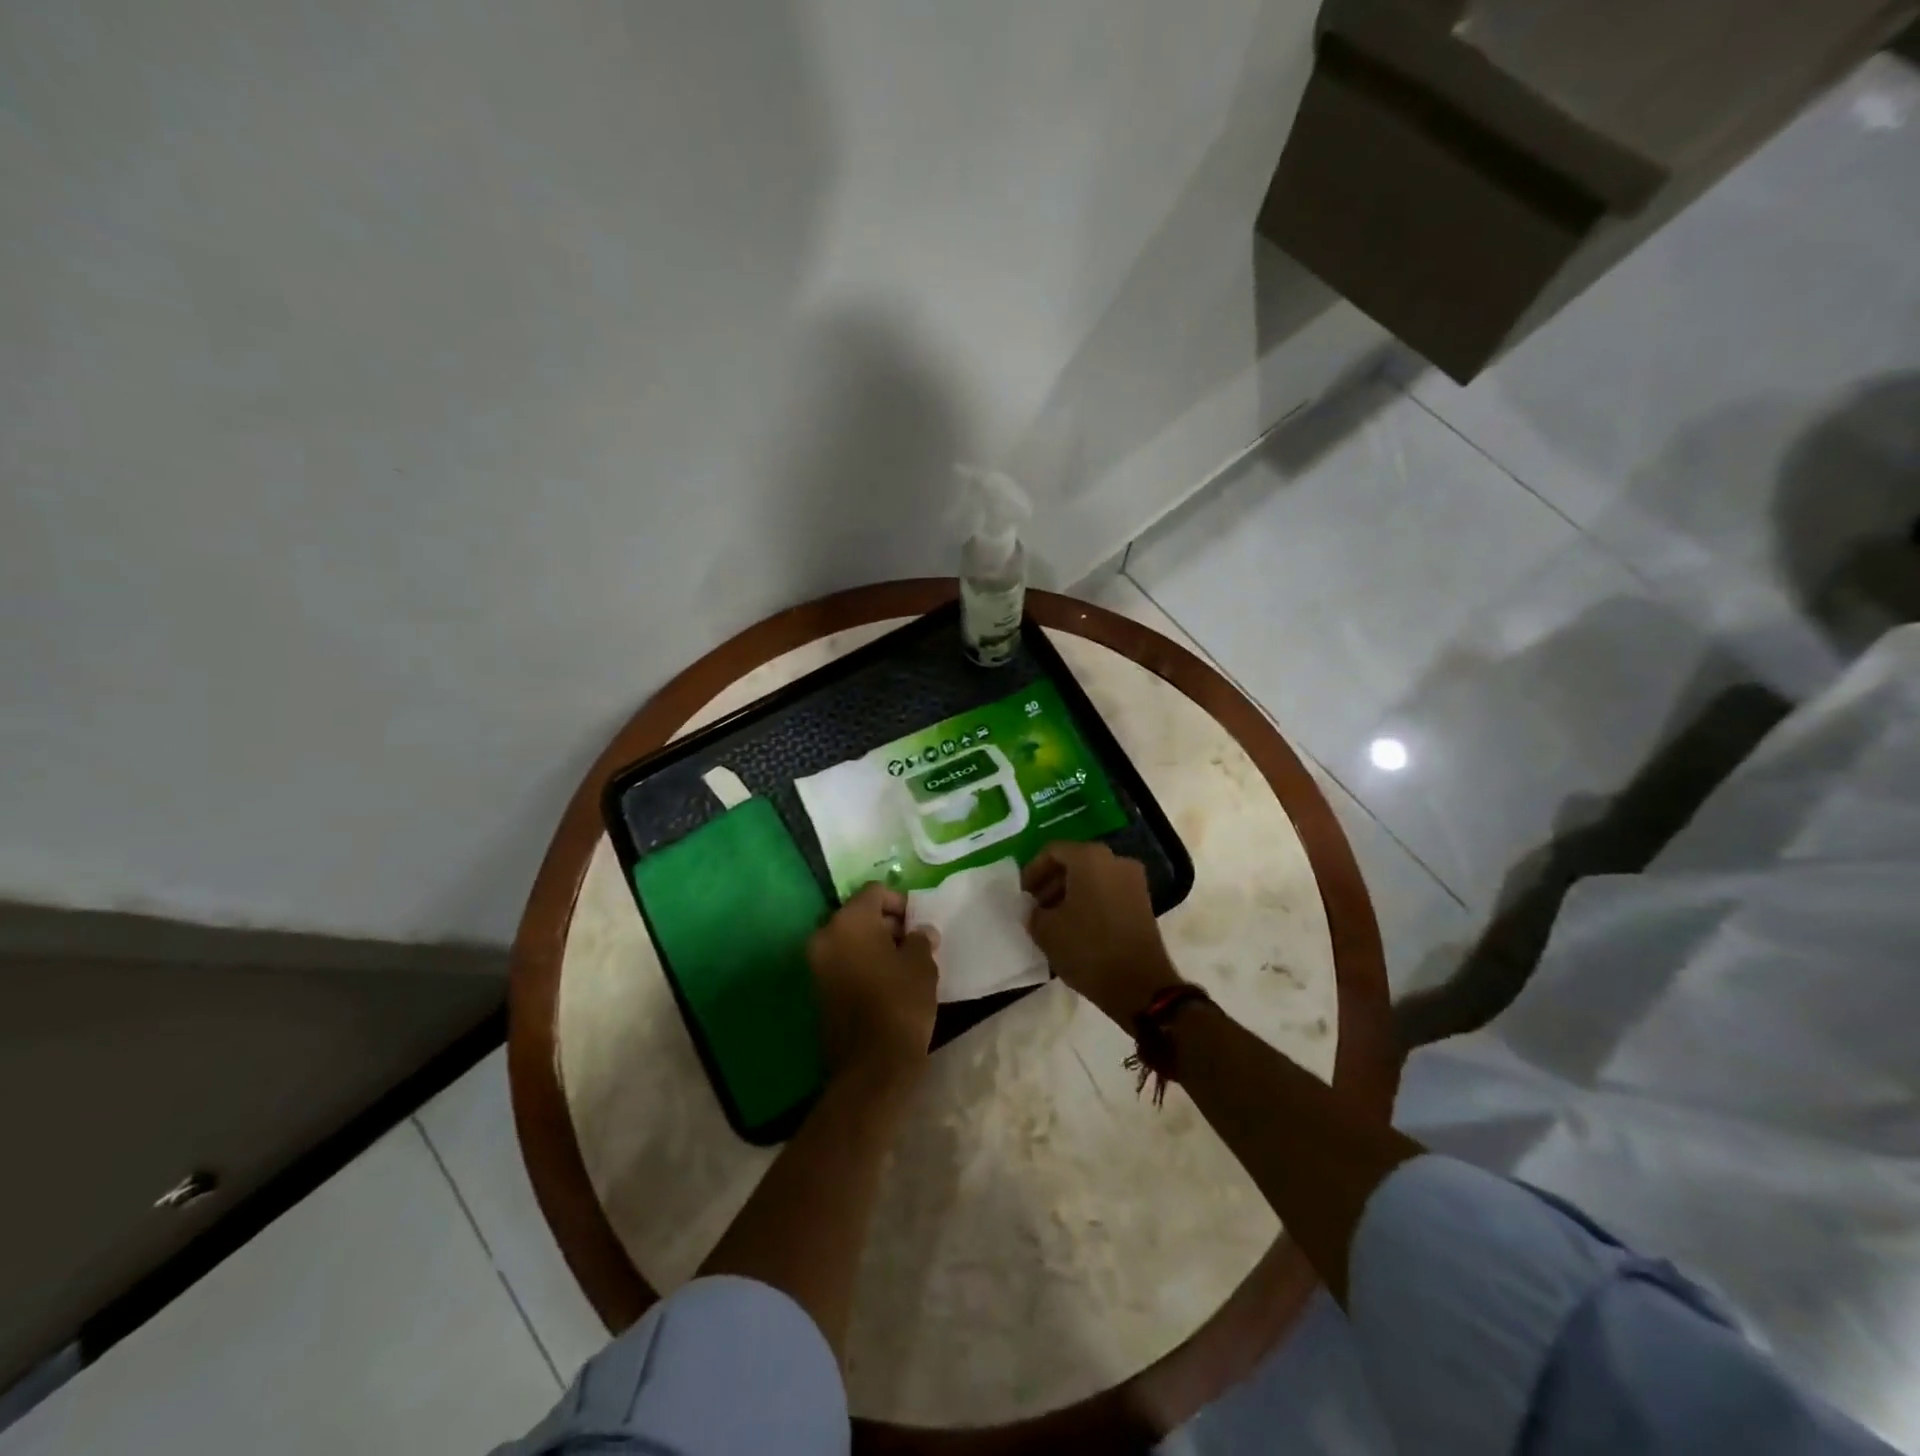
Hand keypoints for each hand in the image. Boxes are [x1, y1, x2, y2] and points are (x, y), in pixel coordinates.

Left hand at [807, 882, 939, 1083]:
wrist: (872, 1067)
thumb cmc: (900, 1004)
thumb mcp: (921, 965)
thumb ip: (920, 939)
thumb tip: (920, 932)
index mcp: (849, 921)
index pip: (875, 892)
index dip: (900, 903)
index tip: (919, 924)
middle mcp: (825, 936)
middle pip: (859, 915)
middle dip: (887, 924)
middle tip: (914, 944)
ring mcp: (817, 965)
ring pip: (850, 940)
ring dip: (874, 945)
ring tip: (904, 965)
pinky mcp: (818, 990)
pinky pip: (843, 963)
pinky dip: (862, 964)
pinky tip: (887, 983)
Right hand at [1023, 841, 1179, 1025]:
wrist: (1140, 985)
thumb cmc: (1088, 949)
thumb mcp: (1046, 930)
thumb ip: (1032, 912)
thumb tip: (1034, 909)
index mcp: (1090, 858)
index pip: (1052, 852)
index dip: (1032, 871)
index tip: (1022, 895)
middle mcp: (1115, 860)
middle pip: (1074, 862)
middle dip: (1051, 882)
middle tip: (1035, 906)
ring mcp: (1133, 880)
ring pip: (1092, 877)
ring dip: (1069, 893)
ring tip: (1052, 919)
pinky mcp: (1143, 902)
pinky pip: (1108, 891)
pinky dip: (1089, 902)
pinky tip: (1076, 927)